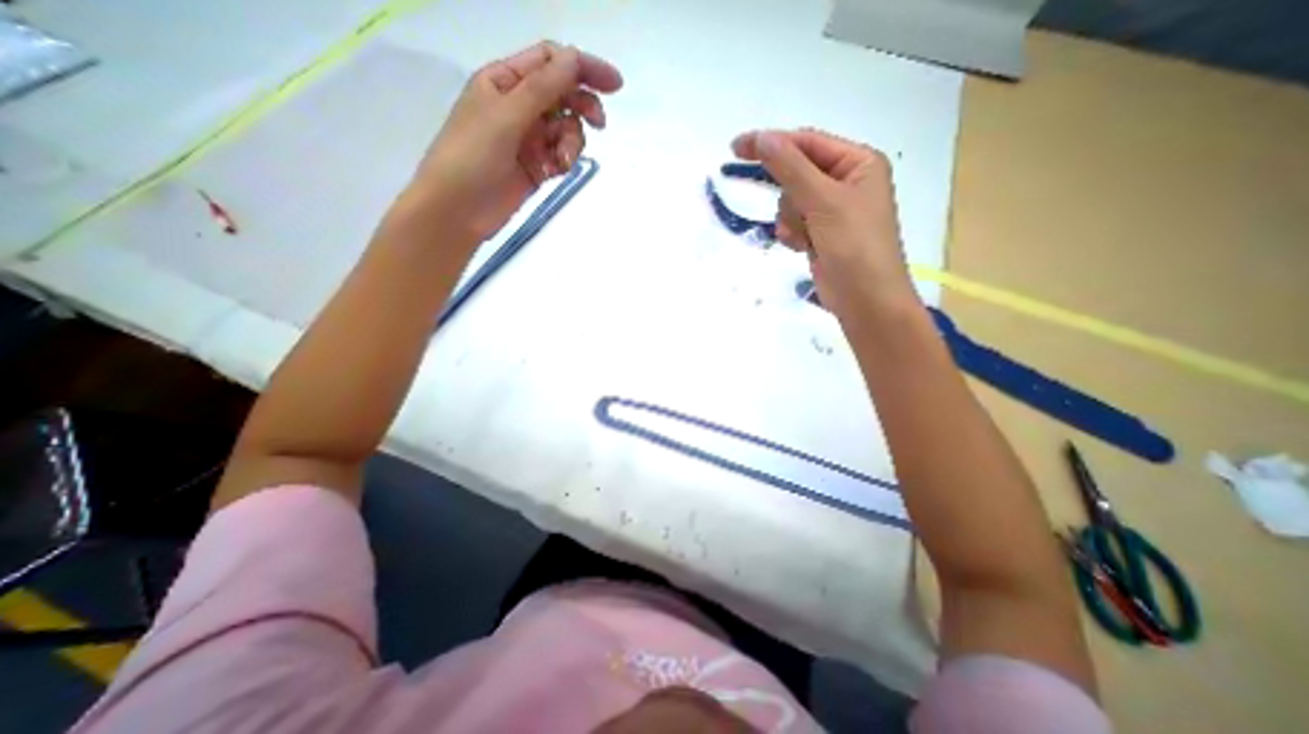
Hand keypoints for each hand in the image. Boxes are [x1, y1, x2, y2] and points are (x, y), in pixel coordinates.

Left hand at [408, 41, 621, 243]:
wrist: (458, 209)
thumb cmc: (472, 156)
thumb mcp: (507, 115)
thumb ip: (543, 88)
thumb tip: (576, 58)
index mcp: (504, 81)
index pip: (550, 63)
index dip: (582, 67)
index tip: (614, 84)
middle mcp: (519, 106)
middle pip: (563, 95)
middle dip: (583, 106)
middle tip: (600, 124)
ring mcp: (528, 139)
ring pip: (566, 129)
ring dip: (571, 142)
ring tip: (562, 161)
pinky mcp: (537, 166)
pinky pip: (561, 155)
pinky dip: (564, 161)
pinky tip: (555, 171)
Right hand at [731, 129, 911, 324]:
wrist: (864, 299)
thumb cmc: (854, 245)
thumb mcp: (823, 201)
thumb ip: (790, 168)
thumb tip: (761, 138)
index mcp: (858, 162)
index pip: (807, 143)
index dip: (772, 143)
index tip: (737, 148)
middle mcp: (846, 182)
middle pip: (797, 174)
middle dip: (790, 196)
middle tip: (792, 213)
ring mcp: (833, 210)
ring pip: (791, 201)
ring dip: (791, 220)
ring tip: (805, 238)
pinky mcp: (821, 233)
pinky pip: (793, 222)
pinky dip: (792, 234)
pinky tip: (803, 248)